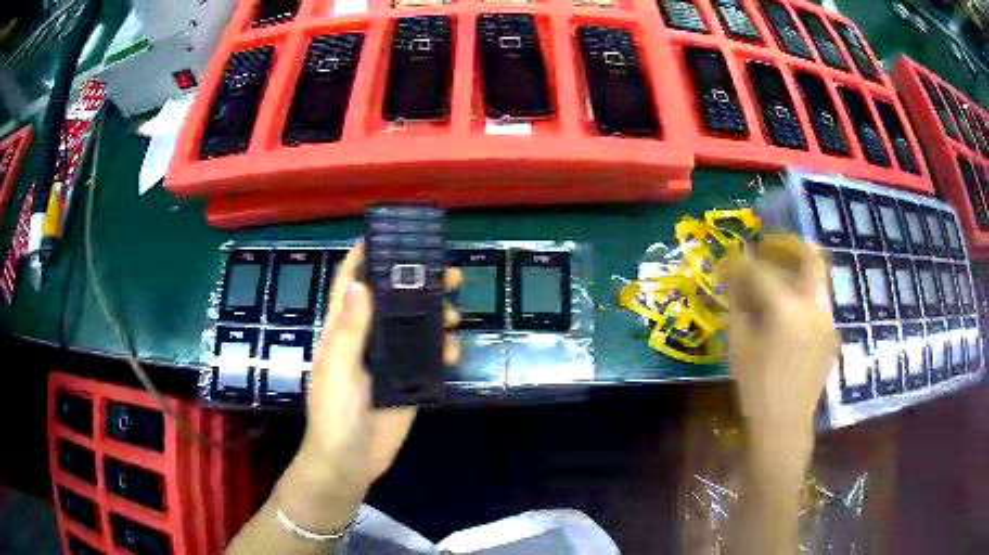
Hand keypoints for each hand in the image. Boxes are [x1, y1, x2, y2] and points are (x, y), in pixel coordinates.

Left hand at [276, 244, 461, 531]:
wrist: (350, 460)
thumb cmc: (334, 411)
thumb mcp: (337, 368)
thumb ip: (349, 329)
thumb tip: (361, 282)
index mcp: (344, 331)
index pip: (351, 284)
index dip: (364, 258)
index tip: (389, 235)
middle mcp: (368, 339)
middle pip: (393, 301)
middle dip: (417, 282)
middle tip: (447, 270)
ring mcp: (390, 362)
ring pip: (415, 328)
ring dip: (435, 315)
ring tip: (455, 310)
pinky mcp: (409, 383)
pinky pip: (429, 361)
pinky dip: (443, 352)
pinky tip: (454, 350)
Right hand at [724, 235, 836, 463]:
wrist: (785, 426)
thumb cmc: (756, 388)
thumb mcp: (739, 346)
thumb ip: (737, 304)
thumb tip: (734, 277)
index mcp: (788, 310)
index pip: (763, 271)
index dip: (743, 263)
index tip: (732, 259)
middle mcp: (815, 307)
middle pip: (810, 257)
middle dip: (789, 244)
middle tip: (770, 246)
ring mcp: (828, 320)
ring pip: (818, 278)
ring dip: (798, 268)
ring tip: (778, 275)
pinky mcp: (832, 334)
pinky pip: (819, 302)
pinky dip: (804, 294)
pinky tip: (788, 311)